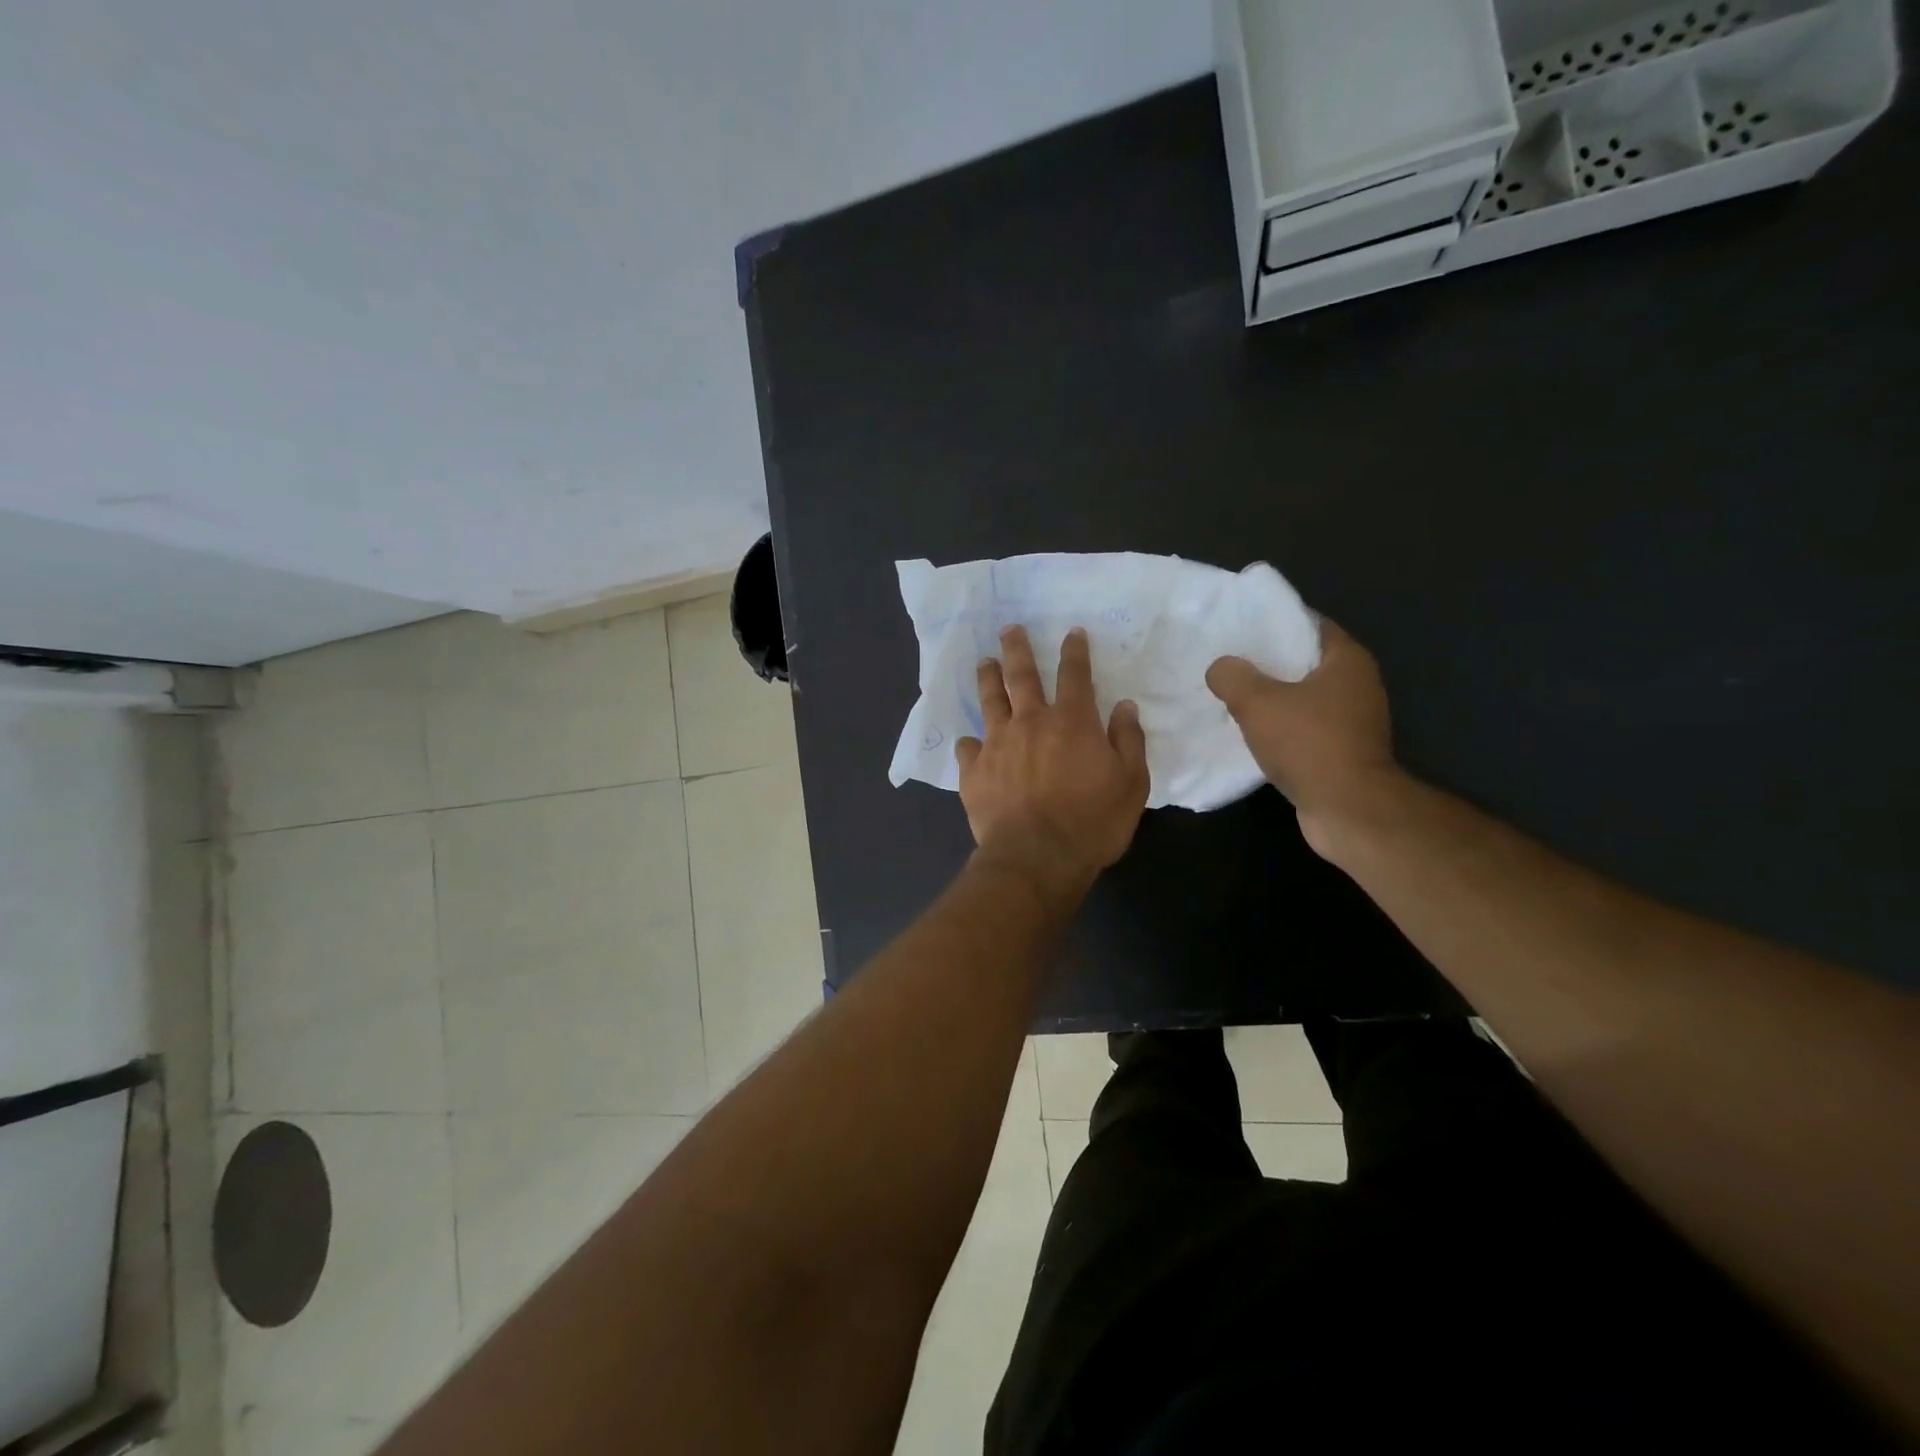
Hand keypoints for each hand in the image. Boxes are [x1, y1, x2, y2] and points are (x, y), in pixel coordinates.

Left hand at [956, 625, 1149, 893]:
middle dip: (1017, 648)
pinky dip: (970, 742)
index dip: (1074, 650)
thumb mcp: (1131, 783)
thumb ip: (1128, 741)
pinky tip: (969, 742)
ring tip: (984, 662)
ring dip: (988, 678)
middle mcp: (1030, 722)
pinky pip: (968, 748)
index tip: (1071, 632)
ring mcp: (997, 744)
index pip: (1075, 674)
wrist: (1036, 857)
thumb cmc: (1092, 823)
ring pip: (990, 701)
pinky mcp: (973, 771)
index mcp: (1072, 721)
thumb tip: (1124, 706)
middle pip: (1021, 675)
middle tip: (1010, 629)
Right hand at [1206, 618, 1400, 853]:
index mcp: (1346, 660)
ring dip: (1273, 697)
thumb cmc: (1309, 744)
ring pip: (1303, 697)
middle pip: (1305, 661)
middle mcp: (1357, 684)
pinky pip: (1305, 727)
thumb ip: (1233, 677)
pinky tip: (1250, 732)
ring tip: (1232, 695)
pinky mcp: (1343, 751)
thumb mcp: (1257, 703)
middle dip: (1268, 661)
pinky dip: (1280, 727)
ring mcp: (1353, 721)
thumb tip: (1220, 667)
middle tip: (1228, 660)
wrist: (1348, 810)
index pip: (1309, 624)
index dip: (1274, 622)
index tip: (1240, 626)